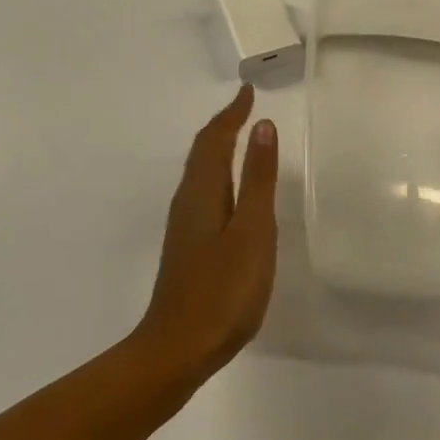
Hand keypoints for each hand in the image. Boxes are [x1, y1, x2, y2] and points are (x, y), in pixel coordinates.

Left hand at [133, 86, 279, 382]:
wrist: (177, 348)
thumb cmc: (222, 289)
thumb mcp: (252, 231)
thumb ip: (257, 179)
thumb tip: (261, 126)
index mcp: (203, 190)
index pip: (215, 138)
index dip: (232, 113)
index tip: (248, 91)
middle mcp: (188, 199)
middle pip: (203, 150)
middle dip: (223, 125)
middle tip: (244, 108)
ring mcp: (184, 224)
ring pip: (200, 170)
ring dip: (218, 147)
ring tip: (238, 137)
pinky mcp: (187, 245)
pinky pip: (202, 190)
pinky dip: (217, 172)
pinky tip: (227, 190)